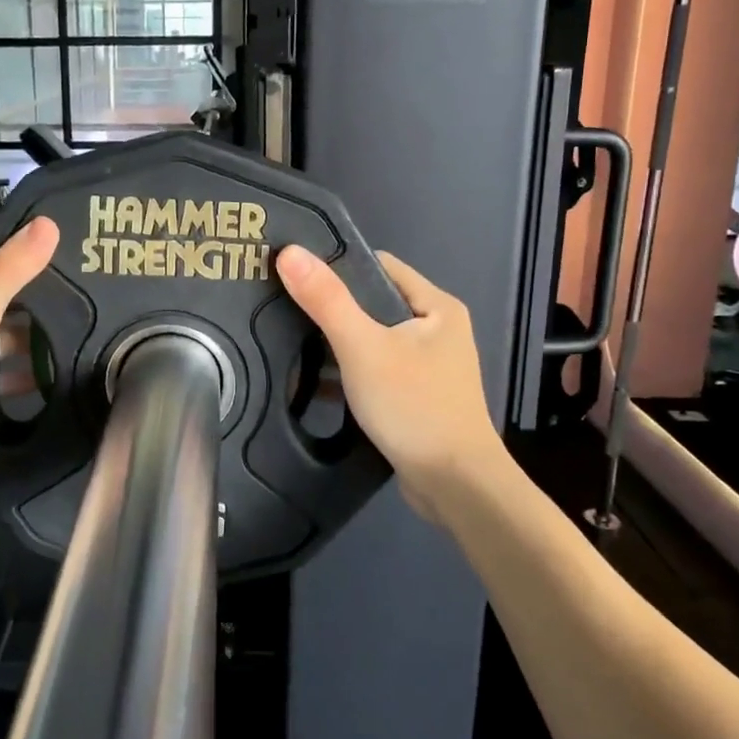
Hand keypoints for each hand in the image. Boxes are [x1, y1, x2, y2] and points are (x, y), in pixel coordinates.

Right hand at [276, 245, 502, 519]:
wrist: (455, 486)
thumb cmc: (415, 406)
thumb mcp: (363, 347)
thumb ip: (326, 300)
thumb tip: (290, 253)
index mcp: (436, 307)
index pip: (379, 267)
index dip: (337, 264)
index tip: (294, 270)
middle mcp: (436, 330)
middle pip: (373, 303)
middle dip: (331, 306)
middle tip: (283, 305)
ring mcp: (427, 366)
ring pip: (371, 340)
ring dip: (336, 343)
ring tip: (287, 339)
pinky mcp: (415, 396)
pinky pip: (374, 371)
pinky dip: (347, 374)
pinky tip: (310, 382)